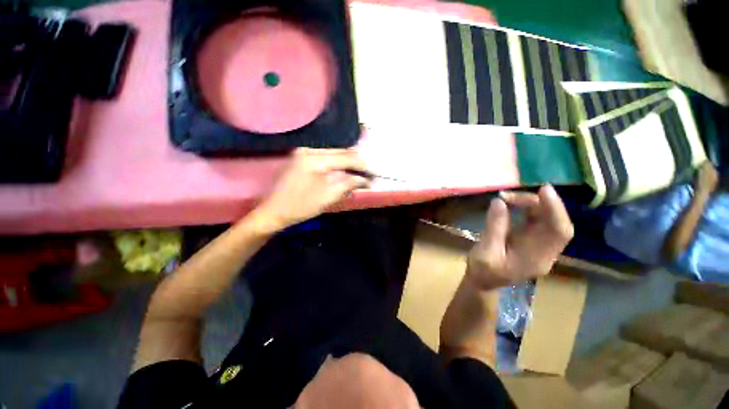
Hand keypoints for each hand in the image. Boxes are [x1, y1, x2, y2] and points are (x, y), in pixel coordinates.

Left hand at [256, 148, 370, 229]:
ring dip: (347, 164)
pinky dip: (336, 166)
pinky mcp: (301, 159)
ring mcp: (304, 153)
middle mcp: (309, 150)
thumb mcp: (328, 196)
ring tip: (358, 175)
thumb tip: (365, 179)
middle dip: (356, 163)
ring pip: (333, 155)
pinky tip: (344, 173)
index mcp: (314, 158)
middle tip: (368, 174)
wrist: (273, 211)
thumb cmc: (301, 206)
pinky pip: (325, 159)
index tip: (374, 173)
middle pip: (340, 153)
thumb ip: (348, 184)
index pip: (346, 157)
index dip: (362, 165)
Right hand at [466, 185, 573, 290]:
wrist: (483, 282)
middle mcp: (545, 251)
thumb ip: (494, 227)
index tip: (543, 190)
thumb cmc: (483, 271)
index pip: (559, 232)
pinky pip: (537, 220)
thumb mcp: (485, 251)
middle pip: (554, 222)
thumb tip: (499, 202)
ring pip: (546, 218)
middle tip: (508, 196)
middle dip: (536, 203)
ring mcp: (540, 245)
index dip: (555, 209)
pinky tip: (511, 204)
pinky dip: (526, 208)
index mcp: (536, 258)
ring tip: (505, 198)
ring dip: (529, 204)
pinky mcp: (532, 240)